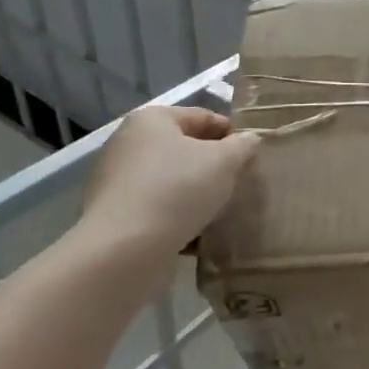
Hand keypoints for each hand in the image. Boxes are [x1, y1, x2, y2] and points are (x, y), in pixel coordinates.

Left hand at [80, 107, 260, 264]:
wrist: (124, 250)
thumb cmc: (177, 190)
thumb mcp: (225, 161)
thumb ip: (243, 145)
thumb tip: (249, 140)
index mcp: (151, 120)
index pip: (204, 117)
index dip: (234, 134)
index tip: (254, 156)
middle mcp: (128, 143)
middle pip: (186, 148)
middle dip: (215, 165)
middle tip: (241, 183)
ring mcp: (116, 179)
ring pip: (173, 179)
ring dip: (198, 191)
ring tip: (223, 210)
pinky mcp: (114, 213)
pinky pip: (157, 206)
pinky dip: (178, 214)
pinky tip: (198, 231)